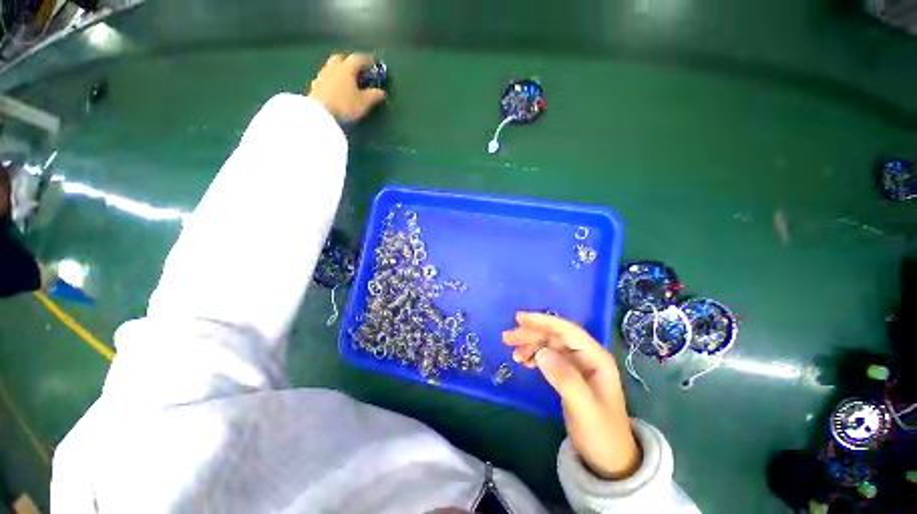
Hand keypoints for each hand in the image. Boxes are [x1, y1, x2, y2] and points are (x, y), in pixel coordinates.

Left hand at [308, 53, 386, 121]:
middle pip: (340, 58)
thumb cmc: (345, 105)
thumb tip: (382, 92)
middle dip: (348, 62)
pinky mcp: (315, 86)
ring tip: (344, 81)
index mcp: (346, 69)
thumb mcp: (364, 103)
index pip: (357, 59)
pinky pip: (324, 79)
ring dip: (338, 70)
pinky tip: (333, 89)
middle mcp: (333, 68)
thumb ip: (374, 96)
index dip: (366, 60)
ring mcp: (322, 76)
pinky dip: (330, 80)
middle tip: (355, 70)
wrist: (321, 114)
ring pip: (330, 67)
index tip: (371, 62)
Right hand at [502, 312, 641, 479]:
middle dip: (531, 333)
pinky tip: (524, 361)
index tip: (519, 318)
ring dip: (530, 345)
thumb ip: (565, 379)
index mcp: (595, 357)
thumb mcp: (584, 408)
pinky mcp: (570, 374)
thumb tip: (541, 352)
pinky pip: (549, 357)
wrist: (610, 460)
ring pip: (550, 345)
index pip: (566, 330)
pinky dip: (535, 356)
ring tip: (513, 353)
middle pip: (555, 336)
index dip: (542, 321)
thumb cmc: (601, 434)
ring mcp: (578, 365)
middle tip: (507, 337)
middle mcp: (586, 356)